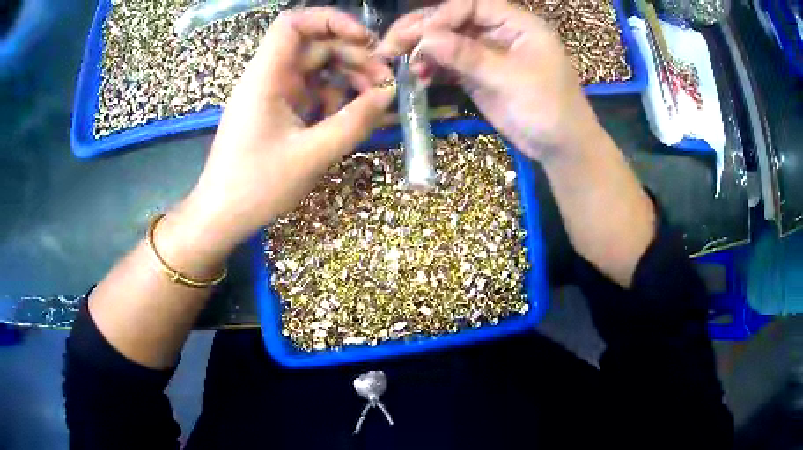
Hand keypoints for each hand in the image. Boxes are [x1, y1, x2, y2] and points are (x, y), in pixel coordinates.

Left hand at [177, 8, 396, 254]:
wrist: (222, 216)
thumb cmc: (256, 186)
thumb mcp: (311, 155)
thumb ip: (354, 121)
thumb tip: (389, 94)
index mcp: (266, 77)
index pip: (293, 23)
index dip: (331, 20)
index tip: (364, 40)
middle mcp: (269, 78)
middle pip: (315, 46)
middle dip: (353, 56)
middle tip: (385, 82)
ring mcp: (274, 95)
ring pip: (318, 69)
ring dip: (348, 78)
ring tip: (375, 101)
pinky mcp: (279, 112)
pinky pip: (312, 93)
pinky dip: (335, 99)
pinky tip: (351, 117)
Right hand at [377, 0, 600, 160]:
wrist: (560, 147)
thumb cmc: (549, 109)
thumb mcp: (512, 79)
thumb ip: (469, 56)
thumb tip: (426, 38)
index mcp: (517, 24)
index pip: (472, 5)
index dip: (444, 16)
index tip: (422, 35)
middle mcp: (499, 33)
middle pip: (454, 21)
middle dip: (422, 31)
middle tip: (391, 45)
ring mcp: (486, 54)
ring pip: (447, 42)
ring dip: (422, 51)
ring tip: (400, 64)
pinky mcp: (478, 75)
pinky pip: (449, 65)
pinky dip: (431, 69)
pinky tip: (417, 77)